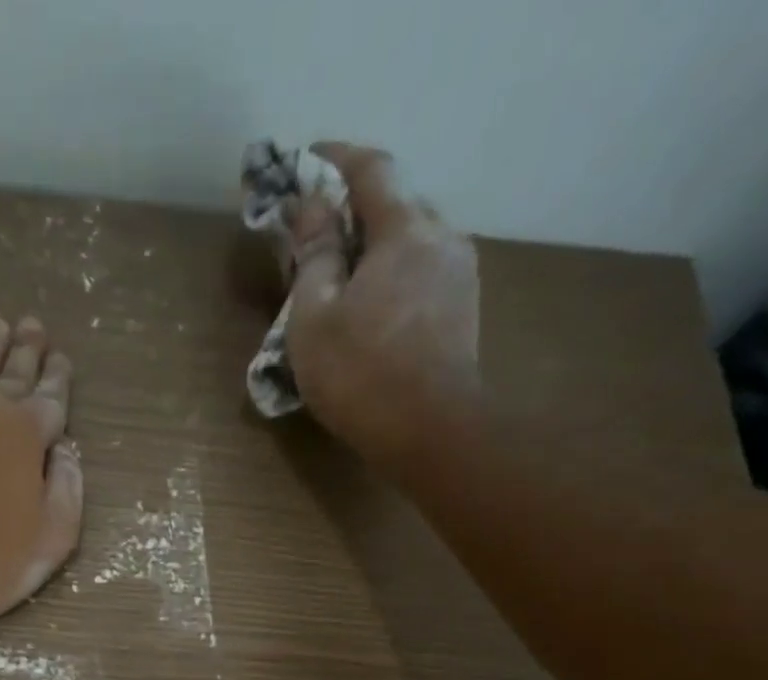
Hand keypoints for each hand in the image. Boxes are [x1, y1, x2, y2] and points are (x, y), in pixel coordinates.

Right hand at [284, 144, 481, 462]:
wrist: (431, 433)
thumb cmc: (361, 374)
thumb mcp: (314, 319)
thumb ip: (314, 258)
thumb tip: (312, 210)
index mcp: (405, 229)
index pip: (371, 169)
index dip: (335, 158)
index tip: (305, 162)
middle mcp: (443, 237)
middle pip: (396, 203)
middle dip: (354, 209)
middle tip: (316, 234)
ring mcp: (459, 275)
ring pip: (411, 242)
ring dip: (375, 248)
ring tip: (341, 277)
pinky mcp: (463, 311)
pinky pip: (422, 274)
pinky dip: (392, 276)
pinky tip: (371, 307)